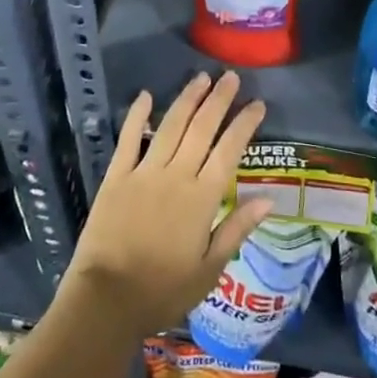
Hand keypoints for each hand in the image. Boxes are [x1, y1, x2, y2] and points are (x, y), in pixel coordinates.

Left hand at [66, 70, 272, 337]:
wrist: (106, 300)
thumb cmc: (163, 291)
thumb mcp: (209, 270)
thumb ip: (237, 229)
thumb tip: (269, 198)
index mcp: (202, 198)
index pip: (229, 151)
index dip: (244, 124)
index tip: (257, 104)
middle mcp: (176, 176)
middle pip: (202, 128)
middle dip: (219, 100)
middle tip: (230, 77)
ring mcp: (144, 172)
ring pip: (171, 126)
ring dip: (187, 99)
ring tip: (201, 78)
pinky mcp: (116, 176)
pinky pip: (129, 139)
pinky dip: (138, 115)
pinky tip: (146, 96)